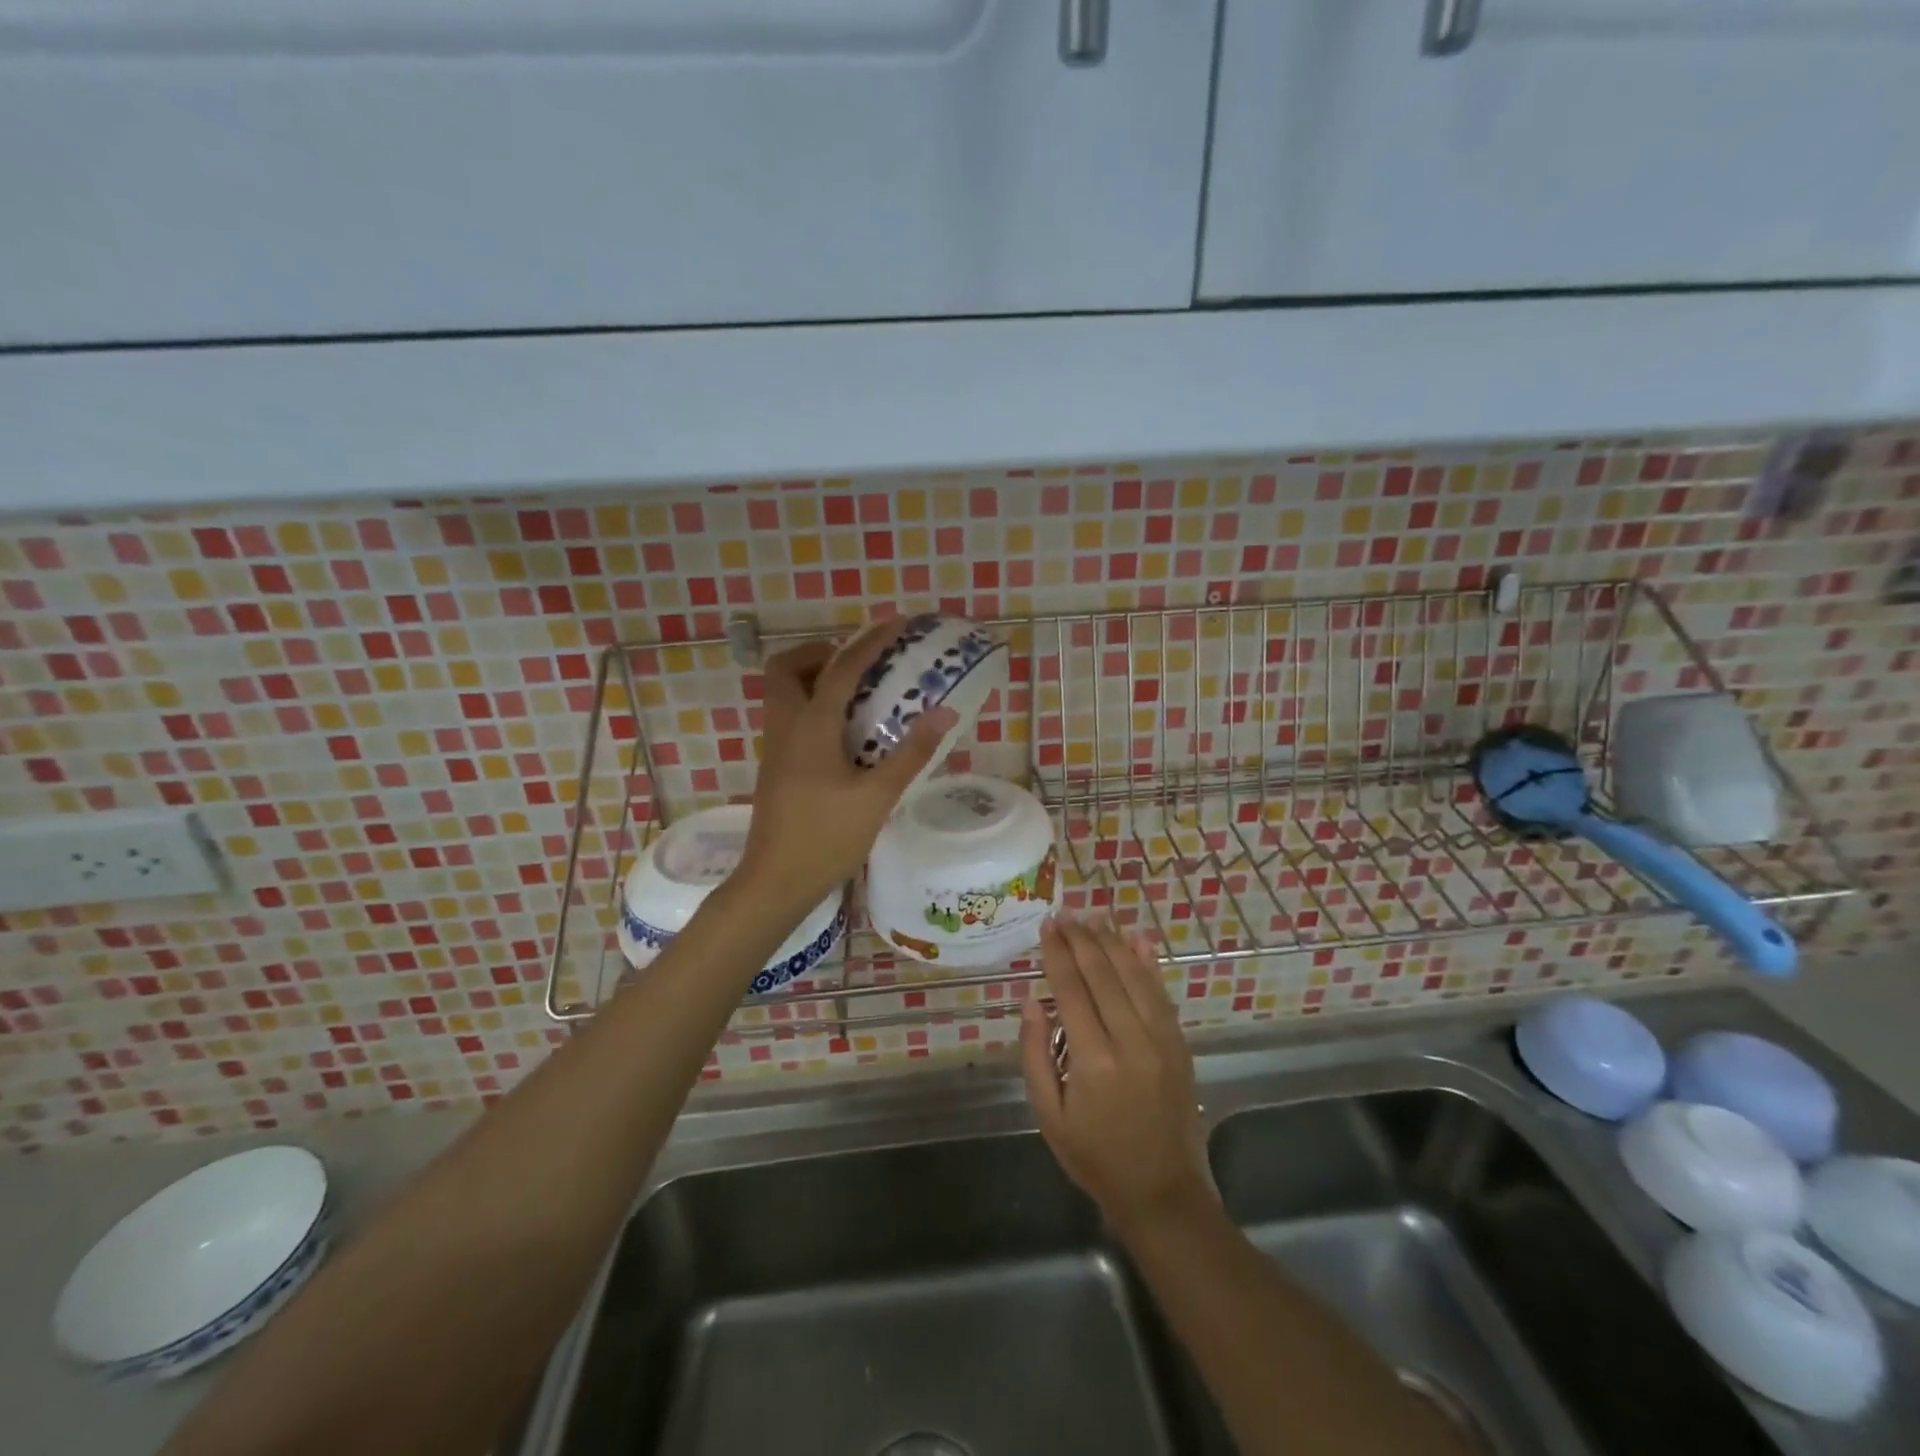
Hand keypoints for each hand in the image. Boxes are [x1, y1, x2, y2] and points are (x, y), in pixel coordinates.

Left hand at [735, 618, 958, 912]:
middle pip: (787, 668)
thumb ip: (912, 753)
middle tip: (858, 665)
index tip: (896, 624)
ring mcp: (775, 748)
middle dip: (819, 654)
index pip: (841, 668)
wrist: (776, 881)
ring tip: (857, 695)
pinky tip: (844, 734)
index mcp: (811, 726)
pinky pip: (789, 716)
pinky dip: (812, 706)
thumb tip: (945, 712)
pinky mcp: (775, 767)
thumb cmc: (827, 837)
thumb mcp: (878, 796)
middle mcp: (785, 727)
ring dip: (814, 679)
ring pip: (782, 692)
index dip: (870, 642)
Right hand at [1020, 918, 1213, 1235]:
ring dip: (1112, 942)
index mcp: (1093, 1061)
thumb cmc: (1095, 1156)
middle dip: (1082, 939)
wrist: (1163, 1192)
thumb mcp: (1049, 1116)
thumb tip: (1032, 1000)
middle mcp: (1131, 1041)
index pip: (1072, 990)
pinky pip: (1161, 994)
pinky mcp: (1180, 1044)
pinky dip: (1149, 963)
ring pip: (1135, 976)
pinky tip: (1137, 939)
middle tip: (1065, 914)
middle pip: (1104, 975)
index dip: (1058, 954)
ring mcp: (1162, 1040)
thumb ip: (1036, 1054)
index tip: (1047, 926)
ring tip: (1093, 917)